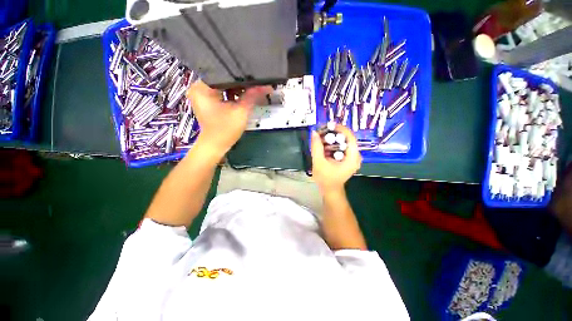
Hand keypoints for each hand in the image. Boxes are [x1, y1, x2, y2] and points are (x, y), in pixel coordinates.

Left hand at [186, 81, 270, 158]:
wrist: (216, 145)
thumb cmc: (225, 130)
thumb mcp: (241, 112)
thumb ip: (252, 96)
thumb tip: (265, 86)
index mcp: (202, 87)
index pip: (224, 73)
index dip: (241, 76)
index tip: (254, 77)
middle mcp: (198, 87)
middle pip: (223, 78)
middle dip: (240, 83)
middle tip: (255, 83)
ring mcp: (202, 94)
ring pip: (223, 85)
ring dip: (237, 89)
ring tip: (251, 89)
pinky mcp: (207, 100)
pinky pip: (221, 91)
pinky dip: (231, 94)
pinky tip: (242, 96)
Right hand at [310, 124, 361, 193]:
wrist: (330, 190)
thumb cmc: (325, 179)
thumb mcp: (319, 163)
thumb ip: (316, 147)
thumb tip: (314, 133)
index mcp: (352, 158)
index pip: (350, 138)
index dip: (340, 129)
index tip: (329, 125)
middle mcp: (355, 156)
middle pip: (347, 139)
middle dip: (334, 134)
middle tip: (322, 131)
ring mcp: (352, 158)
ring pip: (344, 142)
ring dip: (333, 138)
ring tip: (322, 136)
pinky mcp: (348, 159)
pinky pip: (342, 147)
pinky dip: (333, 144)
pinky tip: (325, 144)